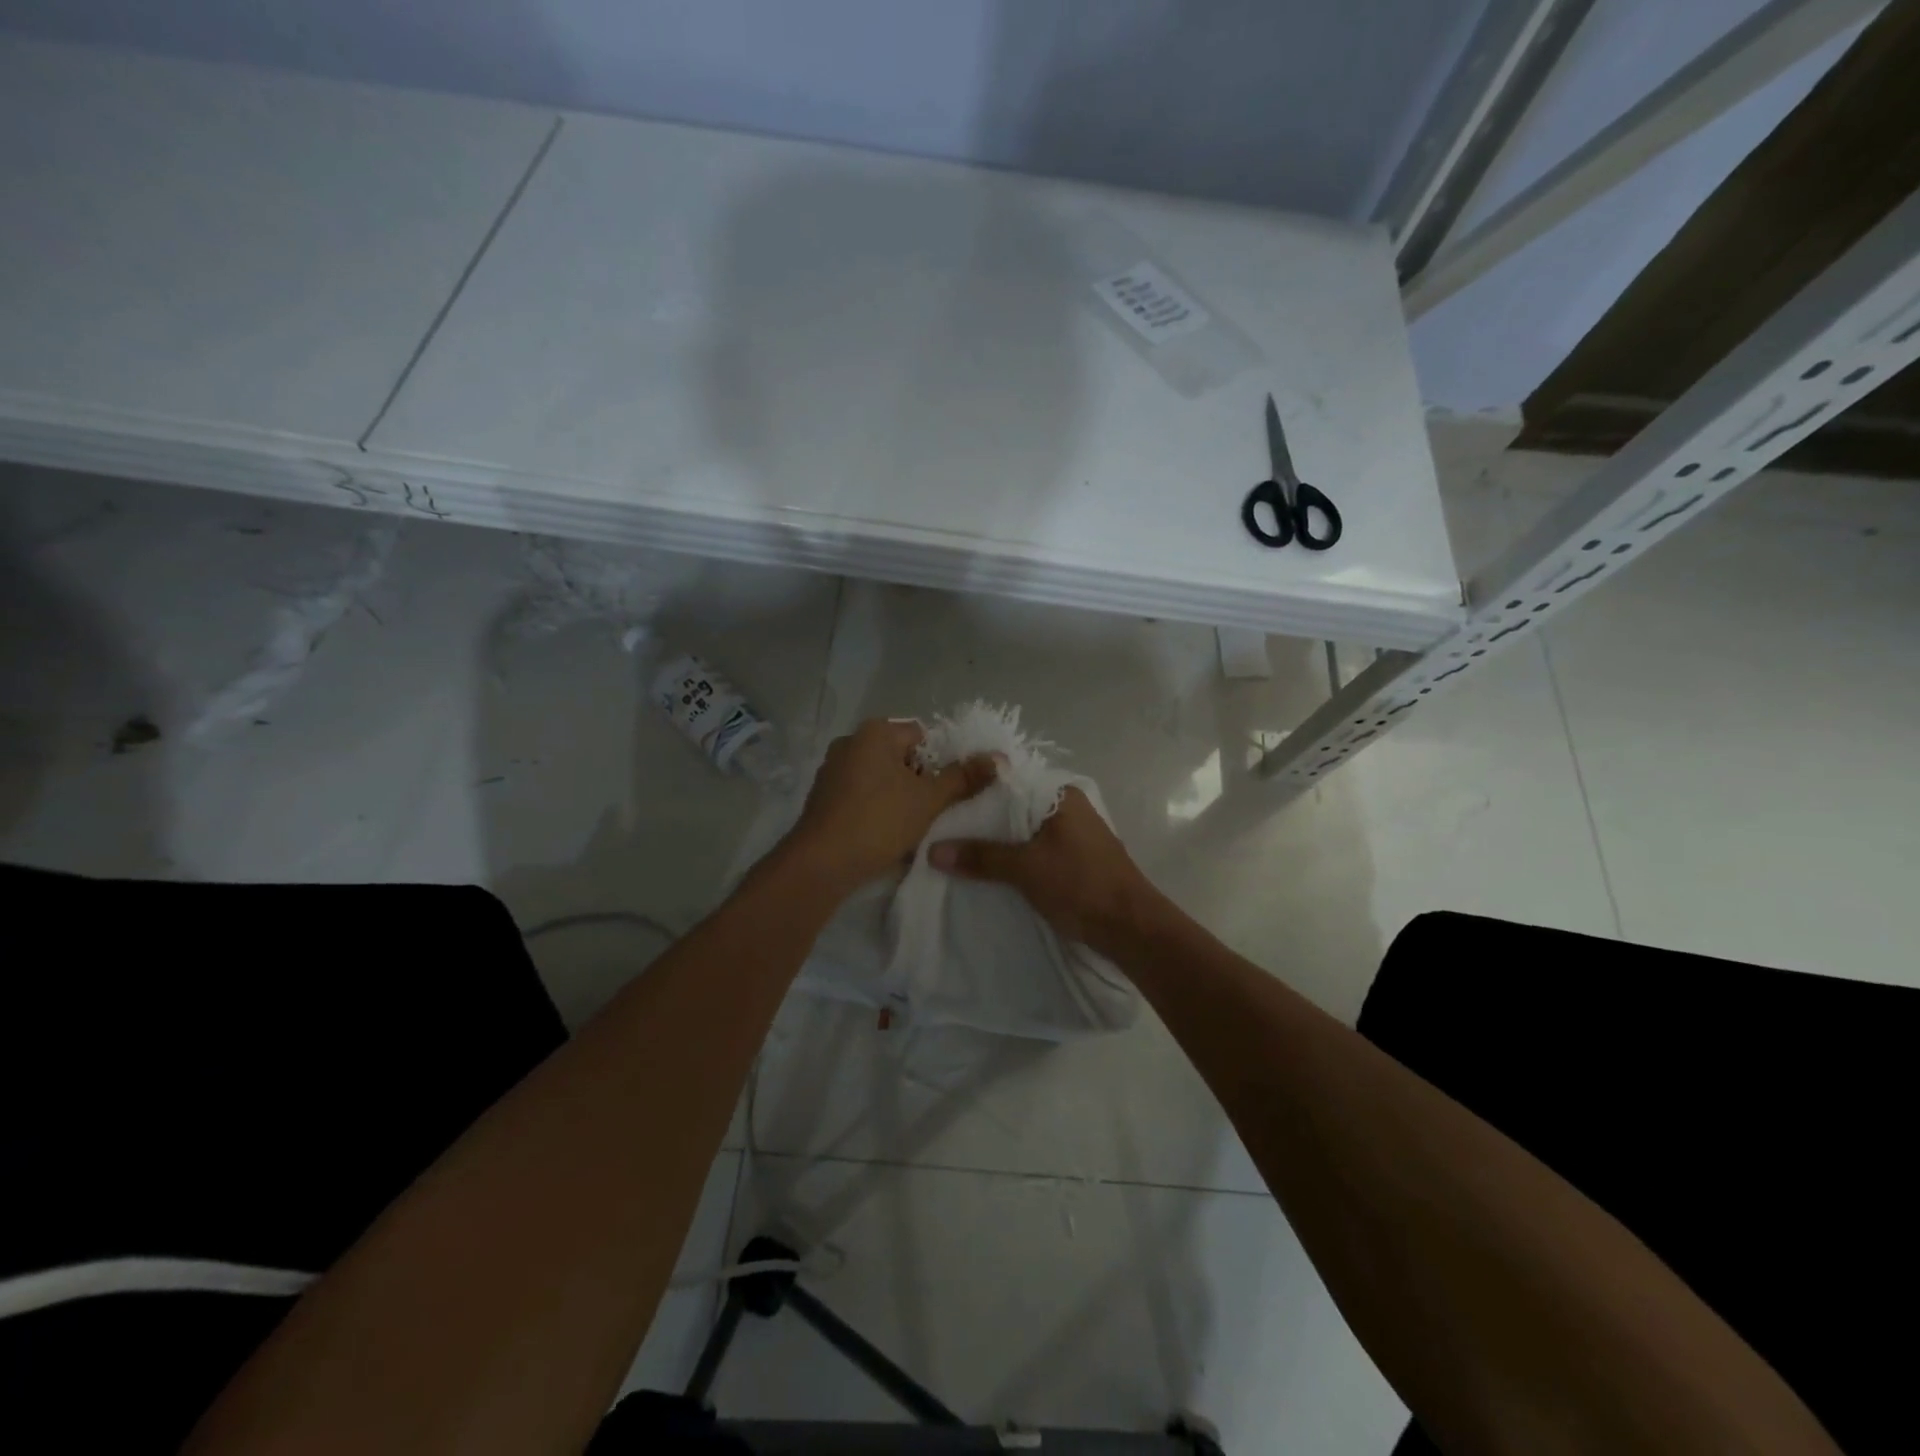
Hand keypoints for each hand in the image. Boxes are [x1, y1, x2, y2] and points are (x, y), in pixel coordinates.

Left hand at [783, 719, 996, 895]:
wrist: (821, 863)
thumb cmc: (879, 821)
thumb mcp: (929, 800)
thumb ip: (964, 778)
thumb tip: (998, 758)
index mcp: (875, 732)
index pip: (922, 736)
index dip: (941, 762)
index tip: (946, 792)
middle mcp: (850, 742)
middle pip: (900, 756)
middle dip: (919, 780)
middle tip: (931, 810)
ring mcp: (831, 769)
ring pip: (880, 777)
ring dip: (898, 796)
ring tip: (909, 825)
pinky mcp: (822, 796)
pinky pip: (860, 794)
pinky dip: (875, 807)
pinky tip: (883, 833)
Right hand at [928, 786, 1166, 953]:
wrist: (1131, 927)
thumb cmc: (1080, 885)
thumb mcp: (1025, 869)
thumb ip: (981, 858)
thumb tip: (933, 851)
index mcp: (1060, 795)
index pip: (1008, 781)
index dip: (975, 790)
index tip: (943, 802)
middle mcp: (1069, 807)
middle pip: (1015, 807)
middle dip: (983, 821)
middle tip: (944, 830)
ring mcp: (1075, 834)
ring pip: (1025, 832)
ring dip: (999, 843)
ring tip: (961, 851)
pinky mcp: (1077, 859)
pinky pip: (1037, 850)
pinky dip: (1017, 858)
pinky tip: (994, 870)